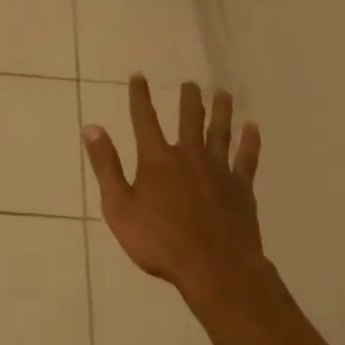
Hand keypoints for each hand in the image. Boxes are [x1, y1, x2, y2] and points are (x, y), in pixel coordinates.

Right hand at [82, 75, 265, 306]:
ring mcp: (218, 170)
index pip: (144, 119)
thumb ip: (106, 166)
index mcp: (157, 159)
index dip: (140, 96)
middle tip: (191, 83)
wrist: (214, 269)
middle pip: (189, 119)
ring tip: (224, 94)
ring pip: (220, 132)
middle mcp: (189, 155)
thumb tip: (91, 128)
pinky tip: (253, 128)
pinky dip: (250, 142)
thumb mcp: (119, 207)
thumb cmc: (160, 242)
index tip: (138, 76)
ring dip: (221, 111)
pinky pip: (246, 159)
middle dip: (189, 99)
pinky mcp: (240, 188)